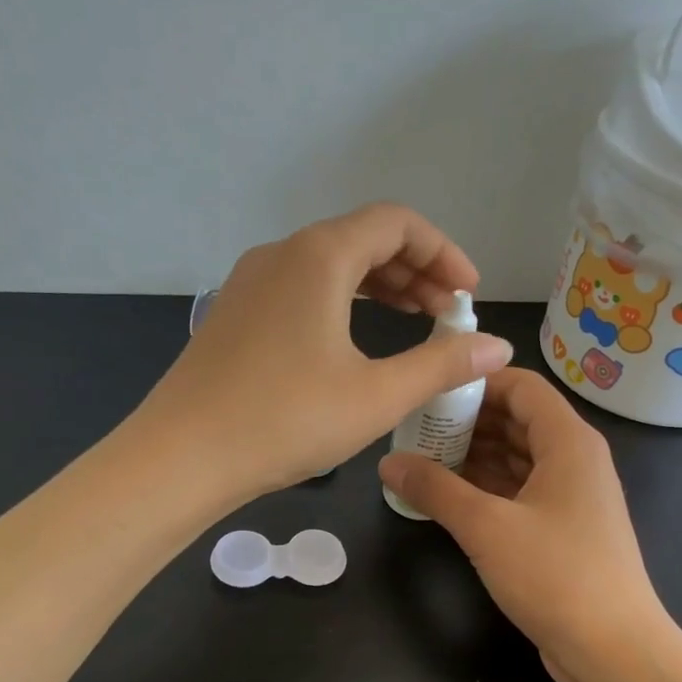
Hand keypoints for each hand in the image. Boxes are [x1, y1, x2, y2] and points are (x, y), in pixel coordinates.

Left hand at [138, 204, 513, 496]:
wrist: (183, 457)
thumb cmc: (286, 421)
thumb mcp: (376, 396)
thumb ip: (442, 364)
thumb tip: (498, 347)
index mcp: (319, 257)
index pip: (396, 224)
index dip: (443, 252)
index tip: (469, 295)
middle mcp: (282, 254)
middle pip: (362, 238)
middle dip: (415, 270)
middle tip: (447, 314)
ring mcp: (250, 282)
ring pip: (329, 264)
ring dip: (379, 286)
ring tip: (413, 321)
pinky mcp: (234, 313)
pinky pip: (301, 288)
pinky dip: (341, 301)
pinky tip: (353, 339)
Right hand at [378, 368, 680, 681]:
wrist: (613, 650)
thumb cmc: (556, 575)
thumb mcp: (486, 528)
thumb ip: (435, 489)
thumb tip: (388, 462)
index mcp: (569, 443)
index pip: (522, 387)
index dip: (477, 381)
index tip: (430, 391)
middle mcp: (575, 461)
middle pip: (518, 421)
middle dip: (468, 421)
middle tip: (415, 428)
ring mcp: (571, 499)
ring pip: (517, 460)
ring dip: (474, 457)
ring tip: (422, 459)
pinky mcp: (562, 532)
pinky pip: (520, 493)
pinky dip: (486, 489)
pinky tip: (448, 497)